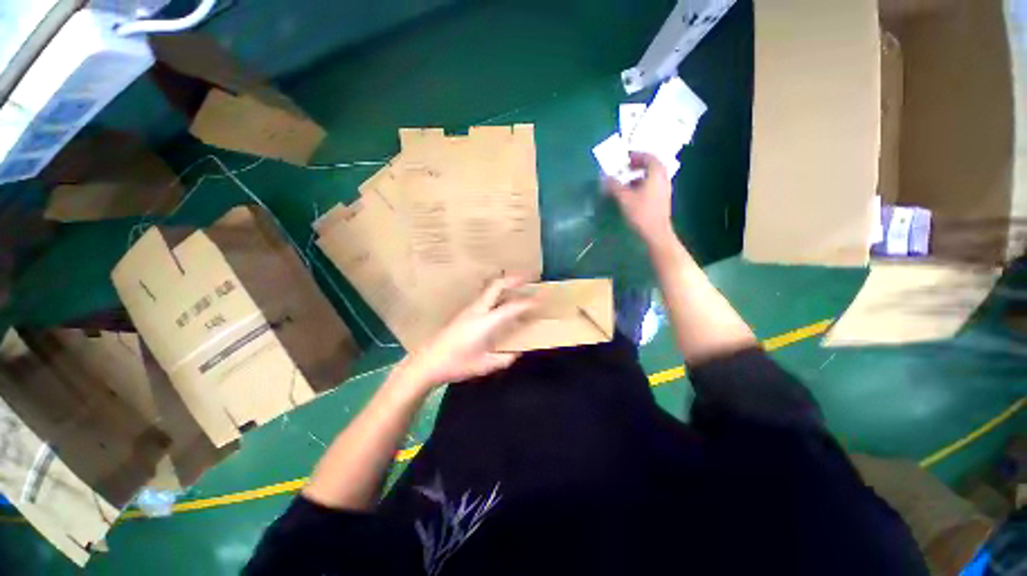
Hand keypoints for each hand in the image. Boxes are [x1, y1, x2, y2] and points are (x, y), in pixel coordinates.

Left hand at [395, 276, 534, 390]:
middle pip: (497, 287)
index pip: (512, 307)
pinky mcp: (464, 313)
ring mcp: (469, 310)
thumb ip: (504, 359)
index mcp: (486, 322)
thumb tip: (517, 353)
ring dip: (504, 285)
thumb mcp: (484, 365)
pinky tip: (500, 303)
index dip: (528, 302)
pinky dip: (497, 294)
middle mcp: (478, 310)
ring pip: (490, 290)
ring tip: (517, 286)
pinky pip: (485, 298)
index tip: (540, 298)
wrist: (427, 362)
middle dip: (513, 279)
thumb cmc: (457, 364)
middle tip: (528, 277)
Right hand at [605, 152, 674, 246]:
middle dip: (638, 165)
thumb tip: (604, 176)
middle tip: (626, 168)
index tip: (625, 158)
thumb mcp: (624, 198)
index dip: (637, 155)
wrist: (656, 233)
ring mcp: (665, 189)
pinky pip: (653, 186)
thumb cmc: (641, 213)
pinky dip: (643, 185)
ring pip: (652, 177)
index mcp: (656, 174)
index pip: (649, 157)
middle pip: (652, 166)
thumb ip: (614, 185)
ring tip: (626, 183)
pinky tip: (633, 194)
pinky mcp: (663, 199)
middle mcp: (663, 178)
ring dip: (639, 176)